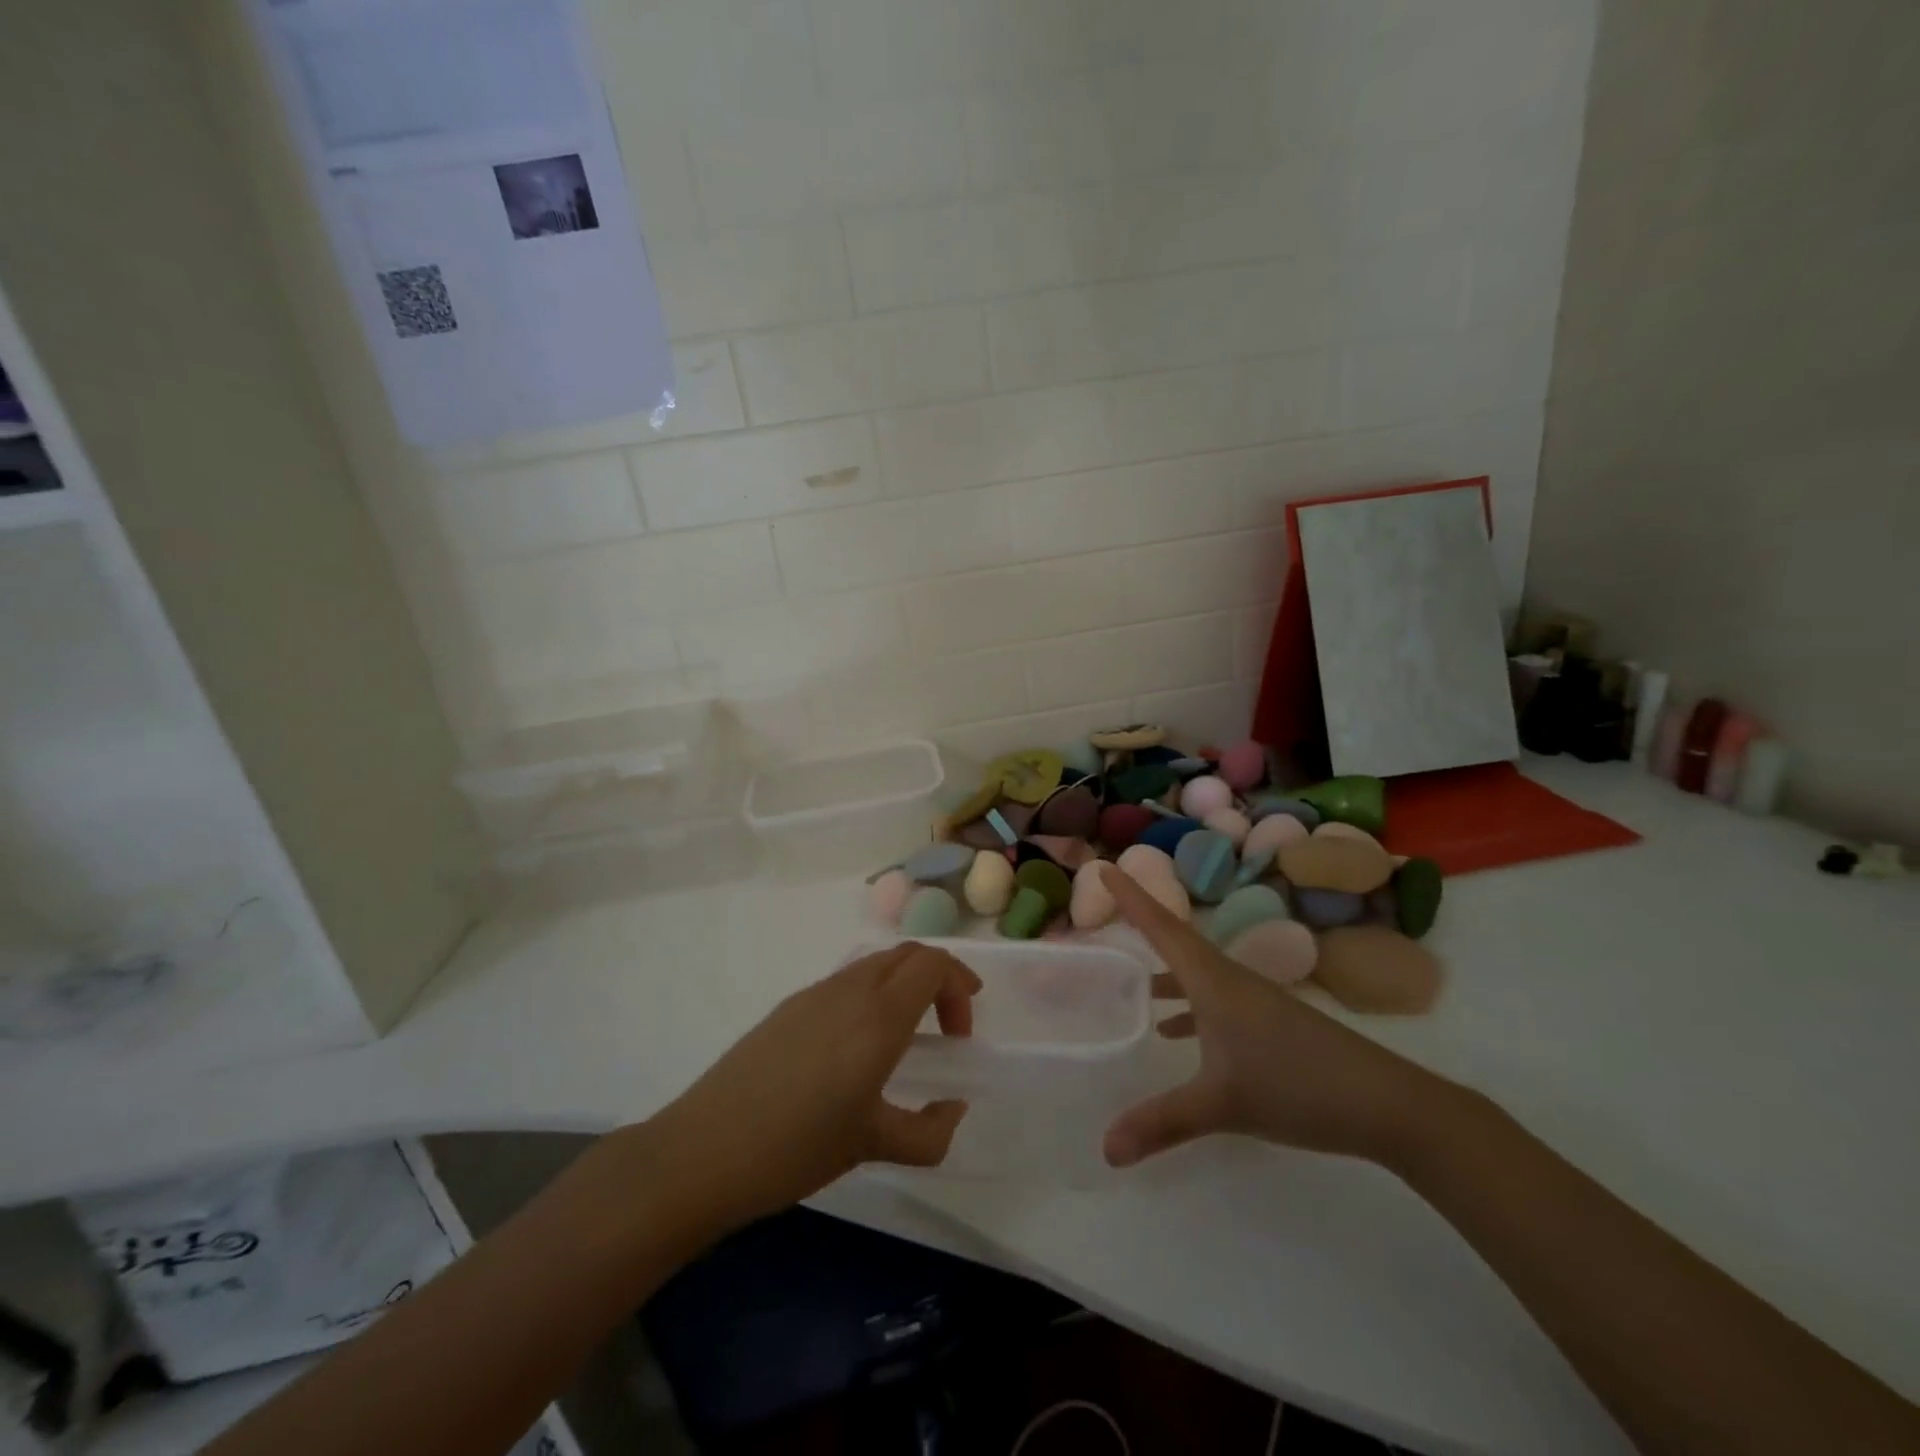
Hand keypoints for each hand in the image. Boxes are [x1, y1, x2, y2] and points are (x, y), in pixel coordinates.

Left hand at [649, 943, 981, 1231]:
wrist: (704, 1150)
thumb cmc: (797, 1148)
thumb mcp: (873, 1145)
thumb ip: (929, 1132)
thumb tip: (953, 1109)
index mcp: (878, 1017)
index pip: (933, 964)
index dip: (959, 985)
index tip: (961, 1030)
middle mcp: (850, 990)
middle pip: (907, 954)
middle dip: (938, 978)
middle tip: (947, 1025)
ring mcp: (814, 993)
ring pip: (875, 964)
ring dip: (904, 985)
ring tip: (906, 1037)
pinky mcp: (789, 1007)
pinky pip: (846, 981)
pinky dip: (872, 994)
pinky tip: (857, 1046)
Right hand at [1102, 866, 1446, 1168]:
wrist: (1385, 1104)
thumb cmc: (1297, 1086)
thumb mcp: (1222, 1105)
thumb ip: (1162, 1123)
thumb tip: (1105, 1150)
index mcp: (1213, 982)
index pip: (1162, 928)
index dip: (1131, 898)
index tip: (1103, 869)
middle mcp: (1230, 981)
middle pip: (1177, 942)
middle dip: (1142, 924)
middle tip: (1109, 910)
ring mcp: (1253, 1002)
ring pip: (1196, 974)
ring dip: (1164, 972)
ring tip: (1132, 985)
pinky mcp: (1269, 1024)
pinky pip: (1215, 1001)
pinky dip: (1188, 1007)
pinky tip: (1175, 1034)